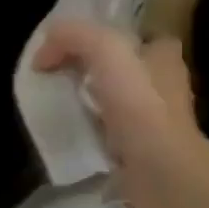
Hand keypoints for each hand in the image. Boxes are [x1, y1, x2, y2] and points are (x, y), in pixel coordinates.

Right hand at [33, 19, 208, 207]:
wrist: (159, 170)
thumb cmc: (139, 103)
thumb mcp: (104, 49)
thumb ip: (72, 36)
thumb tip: (43, 52)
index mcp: (164, 56)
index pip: (132, 38)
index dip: (102, 39)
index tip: (70, 51)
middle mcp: (164, 85)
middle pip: (120, 69)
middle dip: (91, 72)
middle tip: (57, 78)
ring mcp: (155, 121)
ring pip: (114, 101)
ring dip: (89, 103)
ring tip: (60, 106)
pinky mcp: (142, 150)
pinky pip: (109, 132)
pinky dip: (91, 132)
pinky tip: (72, 133)